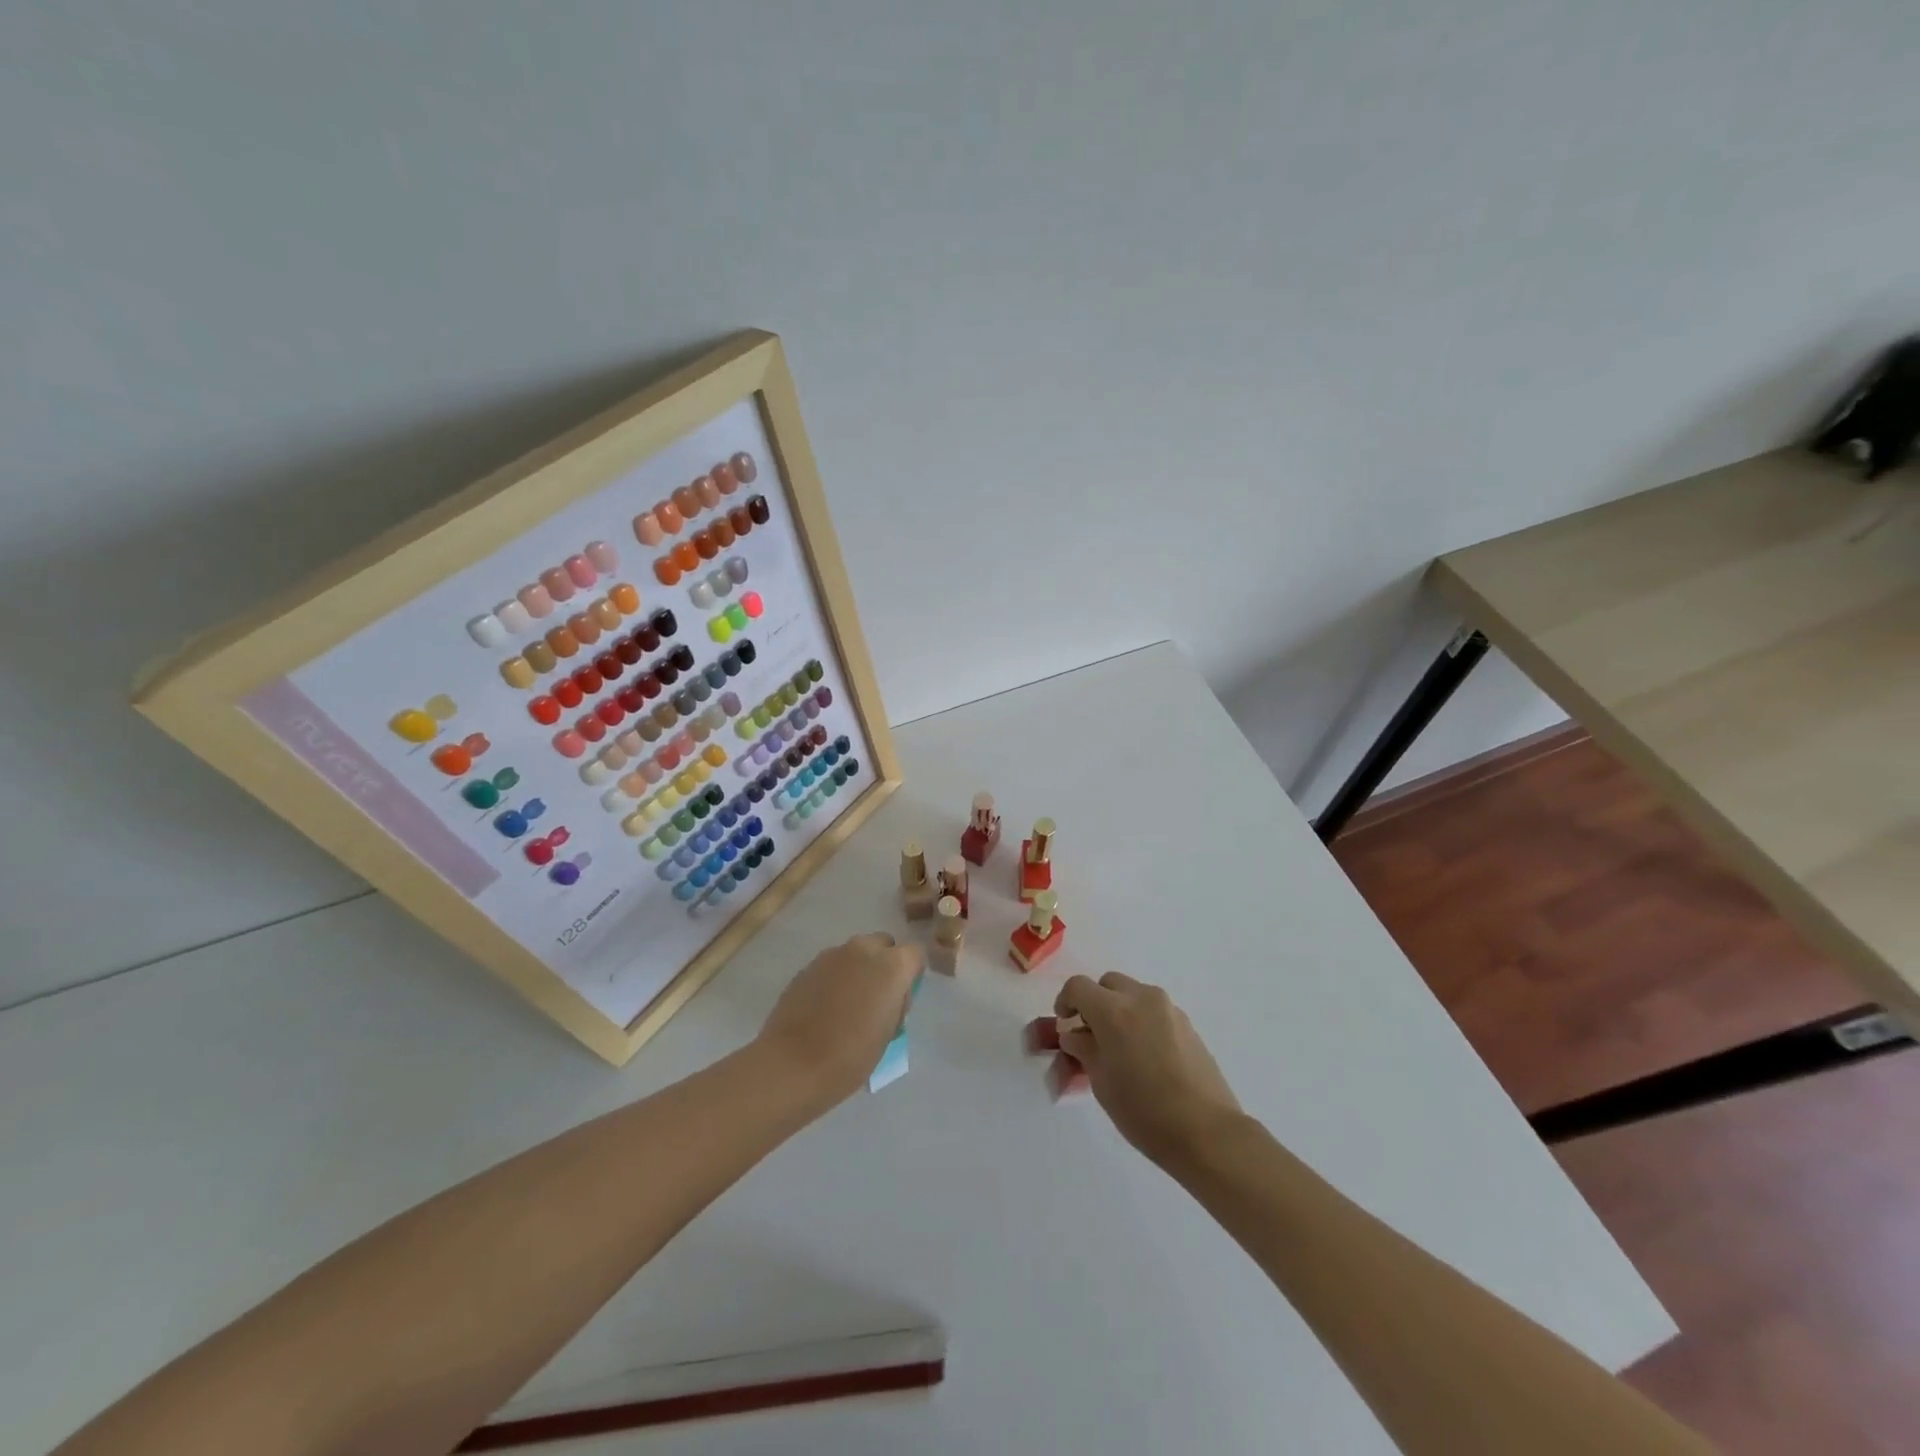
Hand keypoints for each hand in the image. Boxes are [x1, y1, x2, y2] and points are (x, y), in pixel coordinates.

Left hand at [757, 932, 923, 1107]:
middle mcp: (863, 950)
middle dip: (884, 965)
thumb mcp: (889, 1034)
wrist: (792, 1064)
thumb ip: (895, 1003)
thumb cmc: (850, 1056)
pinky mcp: (808, 966)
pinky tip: (825, 1008)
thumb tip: (889, 996)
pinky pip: (832, 965)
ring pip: (856, 953)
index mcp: (891, 966)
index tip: (902, 999)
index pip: (915, 954)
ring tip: (847, 1006)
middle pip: (884, 945)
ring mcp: (832, 955)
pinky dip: (835, 978)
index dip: (911, 975)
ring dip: (858, 970)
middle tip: (876, 999)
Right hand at [1055, 972, 1240, 1168]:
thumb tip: (1075, 1035)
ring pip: (1134, 995)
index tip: (1064, 1023)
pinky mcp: (1188, 1025)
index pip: (1078, 986)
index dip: (1065, 1001)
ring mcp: (1169, 1009)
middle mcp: (1142, 998)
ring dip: (1120, 1011)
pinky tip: (1146, 1057)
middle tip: (1091, 1034)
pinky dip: (1142, 1022)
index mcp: (1114, 1010)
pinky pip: (1155, 1011)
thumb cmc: (1144, 1110)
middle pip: (1108, 984)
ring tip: (1120, 1049)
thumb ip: (1083, 1049)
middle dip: (1095, 1002)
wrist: (1206, 1132)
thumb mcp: (1101, 1082)